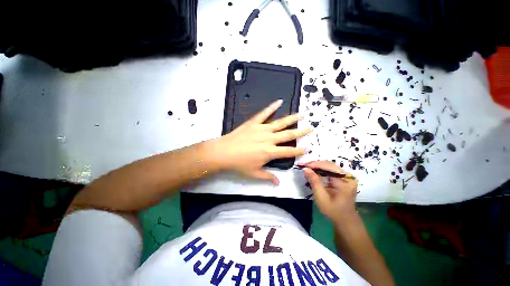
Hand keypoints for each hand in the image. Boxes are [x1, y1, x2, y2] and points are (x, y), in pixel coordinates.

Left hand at [211, 100, 312, 184]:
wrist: (223, 152)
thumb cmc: (239, 164)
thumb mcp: (254, 173)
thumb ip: (268, 177)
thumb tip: (278, 183)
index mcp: (270, 152)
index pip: (288, 152)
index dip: (299, 151)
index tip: (307, 148)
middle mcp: (269, 139)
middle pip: (288, 135)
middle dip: (300, 132)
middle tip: (310, 128)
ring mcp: (262, 129)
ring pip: (280, 123)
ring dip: (291, 119)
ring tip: (301, 116)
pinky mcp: (254, 123)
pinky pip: (264, 113)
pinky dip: (272, 107)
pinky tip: (279, 101)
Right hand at [301, 161, 358, 224]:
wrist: (345, 219)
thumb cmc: (333, 210)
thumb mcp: (321, 198)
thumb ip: (314, 182)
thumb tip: (305, 168)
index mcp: (346, 183)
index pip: (329, 168)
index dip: (316, 165)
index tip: (304, 165)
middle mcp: (349, 177)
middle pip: (330, 165)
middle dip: (316, 164)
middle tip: (304, 166)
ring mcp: (348, 176)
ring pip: (330, 166)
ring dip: (318, 166)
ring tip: (308, 168)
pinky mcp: (345, 177)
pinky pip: (331, 169)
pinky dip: (322, 169)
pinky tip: (315, 171)